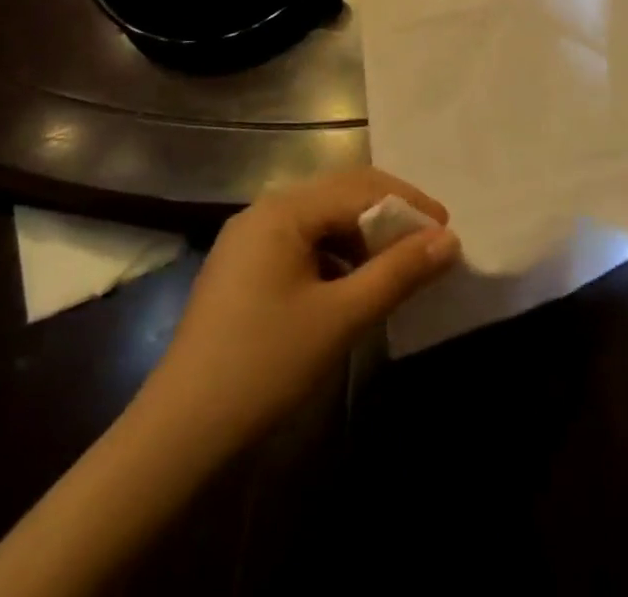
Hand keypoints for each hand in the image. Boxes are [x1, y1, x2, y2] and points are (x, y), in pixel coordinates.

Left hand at [145, 168, 459, 443]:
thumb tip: (450, 240)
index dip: (408, 205)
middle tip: (429, 245)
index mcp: (284, 210)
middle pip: (341, 195)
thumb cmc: (264, 367)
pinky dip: (338, 257)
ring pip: (323, 220)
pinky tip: (354, 287)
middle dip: (389, 215)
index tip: (446, 232)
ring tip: (397, 267)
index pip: (360, 187)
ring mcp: (250, 240)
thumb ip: (398, 273)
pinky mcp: (245, 270)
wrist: (178, 438)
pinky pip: (303, 245)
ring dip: (364, 237)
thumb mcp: (341, 318)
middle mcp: (265, 211)